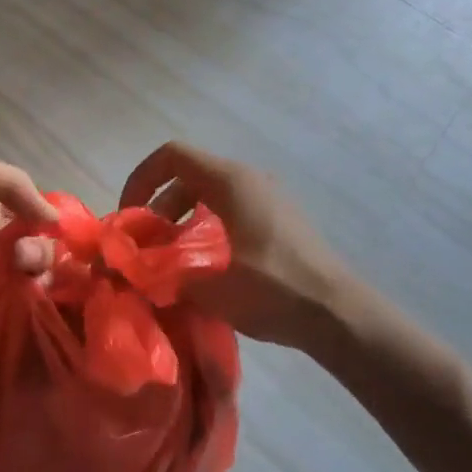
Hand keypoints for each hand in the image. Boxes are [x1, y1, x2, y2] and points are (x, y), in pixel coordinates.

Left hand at [0, 152, 56, 332]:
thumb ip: (9, 181)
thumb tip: (51, 218)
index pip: (32, 209)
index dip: (47, 218)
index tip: (54, 230)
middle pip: (37, 244)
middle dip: (42, 250)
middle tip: (22, 259)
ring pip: (32, 274)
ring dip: (38, 273)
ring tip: (22, 275)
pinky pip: (15, 300)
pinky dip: (28, 298)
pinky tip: (28, 296)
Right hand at [121, 142, 365, 351]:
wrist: (340, 315)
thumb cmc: (274, 289)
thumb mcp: (211, 287)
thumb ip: (164, 274)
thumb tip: (134, 272)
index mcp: (230, 181)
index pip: (171, 155)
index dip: (141, 179)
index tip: (131, 217)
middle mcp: (248, 179)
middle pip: (187, 176)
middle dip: (159, 207)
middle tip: (148, 246)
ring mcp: (268, 198)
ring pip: (208, 195)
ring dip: (181, 221)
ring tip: (172, 260)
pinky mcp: (278, 220)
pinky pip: (230, 210)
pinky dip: (206, 229)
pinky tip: (206, 268)